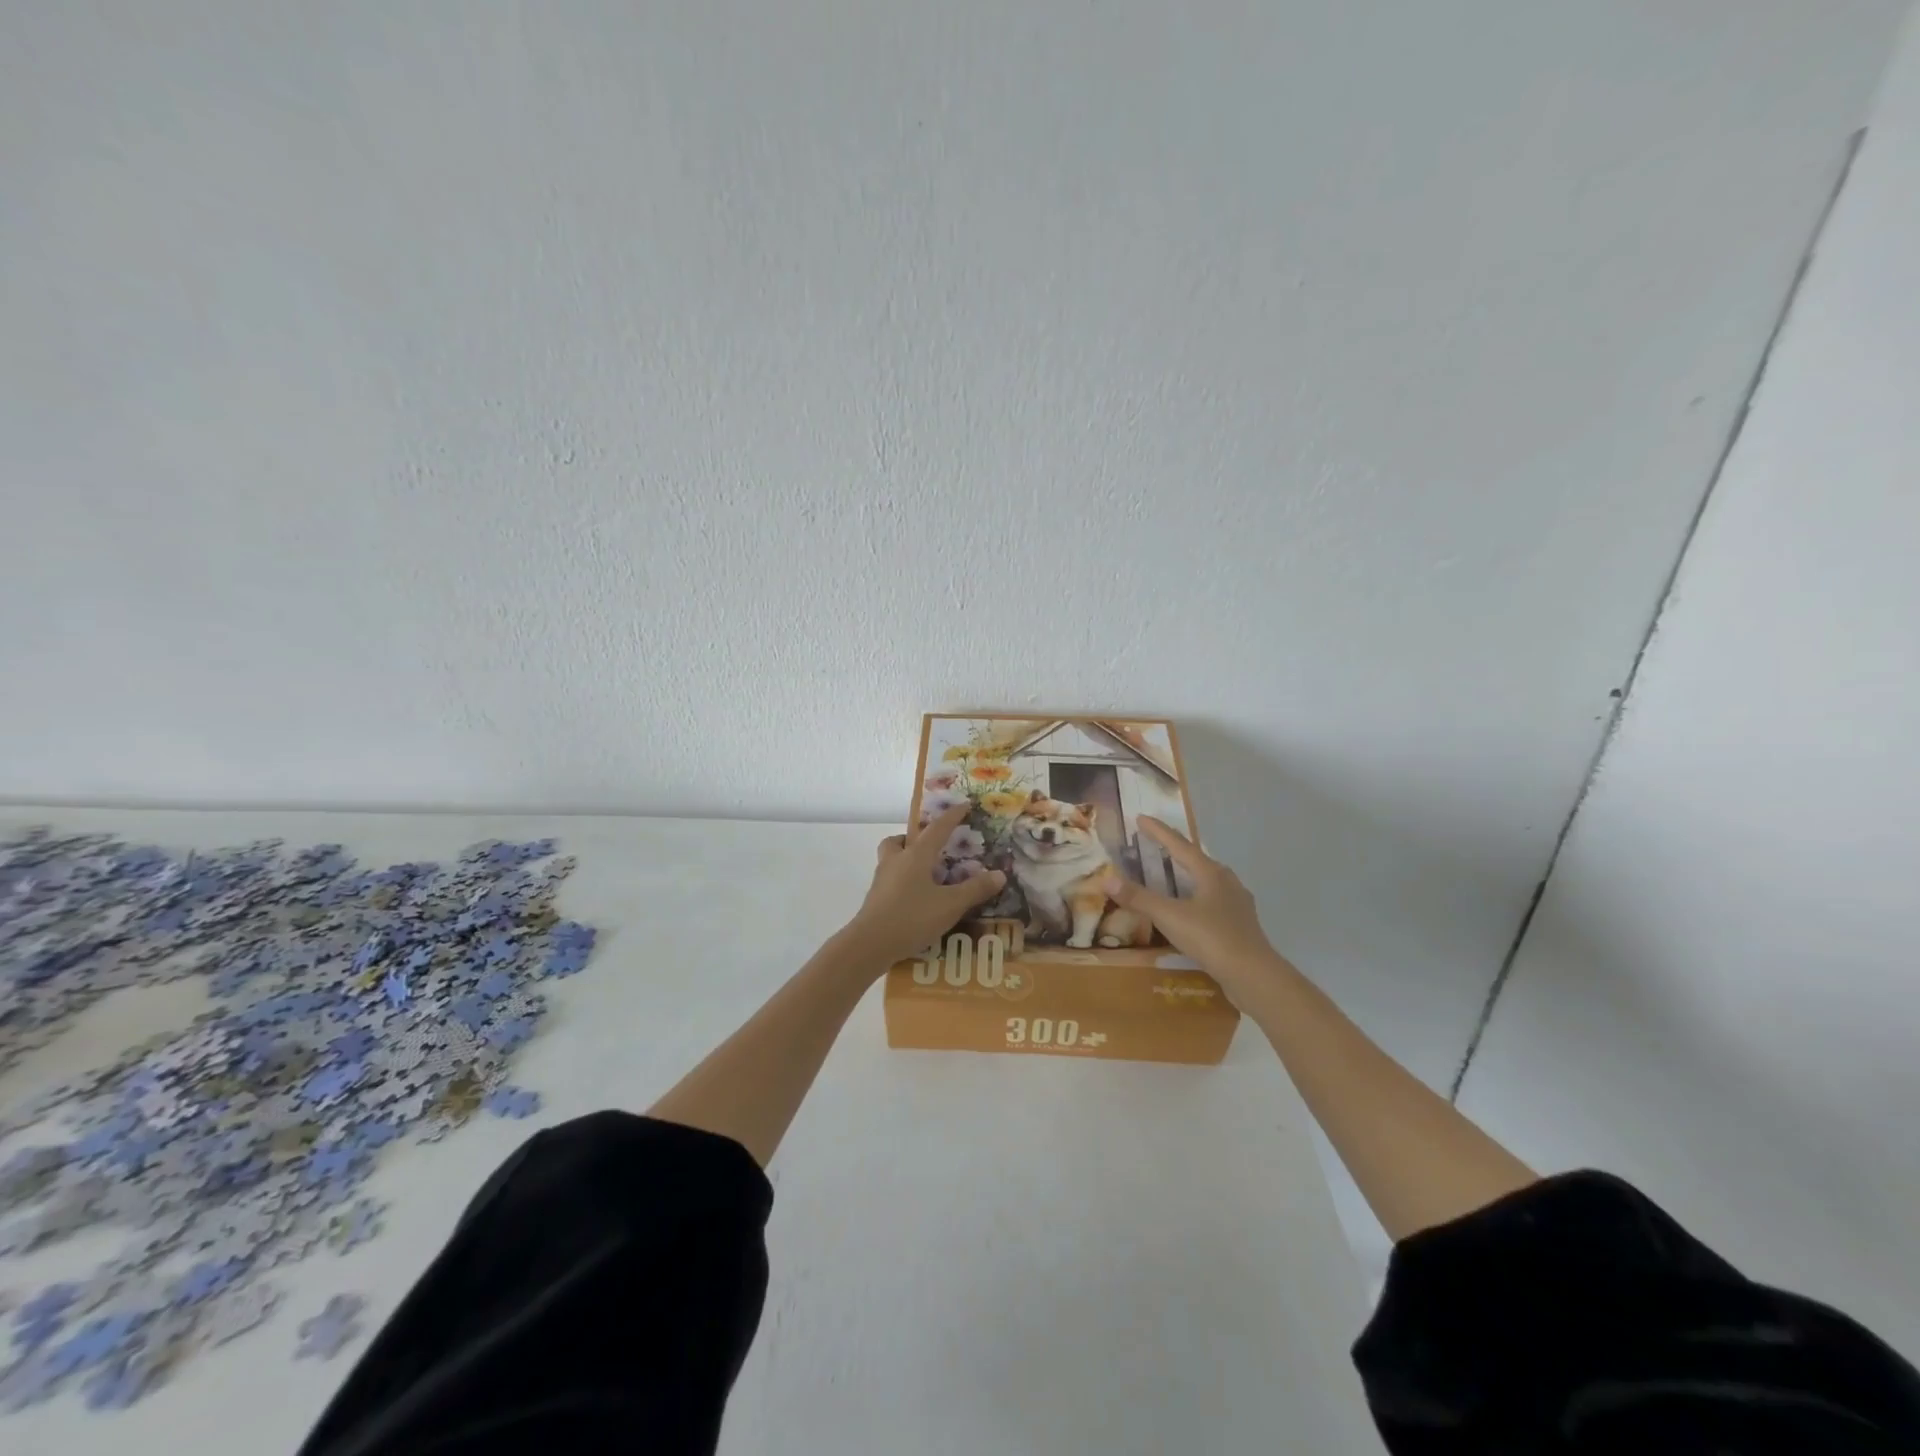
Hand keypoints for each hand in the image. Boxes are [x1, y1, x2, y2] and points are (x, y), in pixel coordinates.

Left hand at [841, 804, 1006, 969]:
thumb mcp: (951, 905)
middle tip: (931, 847)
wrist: (869, 944)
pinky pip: (890, 880)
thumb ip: (975, 889)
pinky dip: (903, 881)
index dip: (952, 816)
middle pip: (901, 840)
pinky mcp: (875, 898)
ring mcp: (882, 879)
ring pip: (891, 858)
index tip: (964, 805)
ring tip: (925, 874)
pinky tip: (915, 898)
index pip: (937, 829)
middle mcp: (896, 860)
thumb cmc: (912, 917)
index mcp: (916, 855)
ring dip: (905, 858)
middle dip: (915, 838)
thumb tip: (1000, 874)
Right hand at [1103, 817, 1290, 998]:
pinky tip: (1193, 908)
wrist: (1253, 975)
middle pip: (1197, 859)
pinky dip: (1198, 897)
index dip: (1158, 831)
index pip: (1179, 844)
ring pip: (1209, 880)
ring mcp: (1237, 903)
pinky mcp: (1241, 924)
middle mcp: (1227, 881)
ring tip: (1173, 874)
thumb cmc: (1211, 938)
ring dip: (1189, 873)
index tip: (1141, 818)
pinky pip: (1214, 900)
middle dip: (1175, 850)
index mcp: (1210, 873)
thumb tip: (1107, 880)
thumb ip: (1139, 898)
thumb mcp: (1169, 916)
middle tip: (1155, 844)